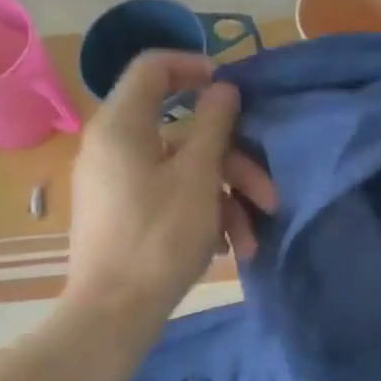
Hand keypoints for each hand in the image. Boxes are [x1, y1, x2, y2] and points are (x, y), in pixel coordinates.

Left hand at [64, 52, 276, 319]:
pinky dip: (200, 212)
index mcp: (122, 125)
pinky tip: (228, 248)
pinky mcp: (122, 213)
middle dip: (233, 163)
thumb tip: (222, 87)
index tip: (232, 90)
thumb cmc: (159, 238)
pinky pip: (167, 194)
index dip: (194, 66)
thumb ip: (213, 124)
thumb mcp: (199, 177)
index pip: (152, 67)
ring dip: (224, 198)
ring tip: (249, 240)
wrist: (113, 314)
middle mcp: (113, 146)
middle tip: (268, 195)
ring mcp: (115, 182)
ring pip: (182, 170)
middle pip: (183, 132)